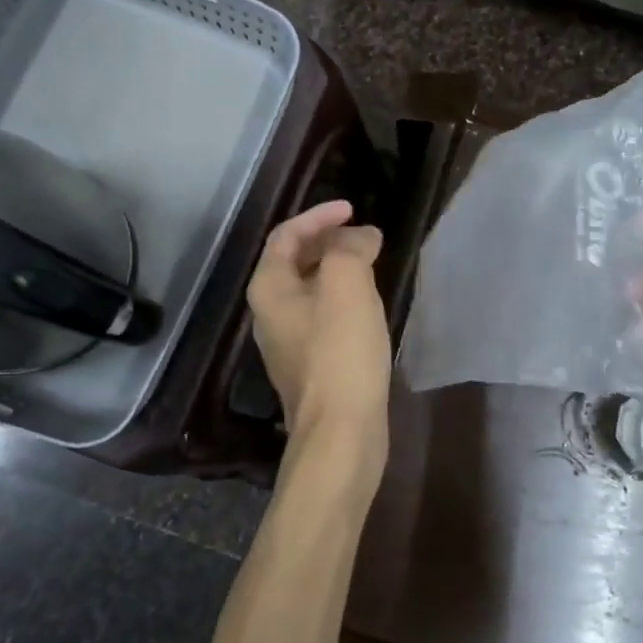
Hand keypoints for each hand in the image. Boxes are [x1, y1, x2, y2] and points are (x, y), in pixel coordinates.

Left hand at [247, 200, 391, 478]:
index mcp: (270, 288)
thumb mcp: (346, 284)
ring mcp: (289, 343)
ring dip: (339, 269)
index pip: (286, 235)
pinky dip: (344, 298)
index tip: (354, 209)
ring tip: (371, 263)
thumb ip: (350, 247)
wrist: (341, 433)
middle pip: (295, 261)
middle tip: (364, 236)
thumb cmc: (340, 352)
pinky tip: (369, 306)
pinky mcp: (311, 366)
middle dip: (329, 241)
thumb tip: (361, 237)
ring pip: (312, 290)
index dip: (319, 215)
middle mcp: (270, 313)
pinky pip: (324, 316)